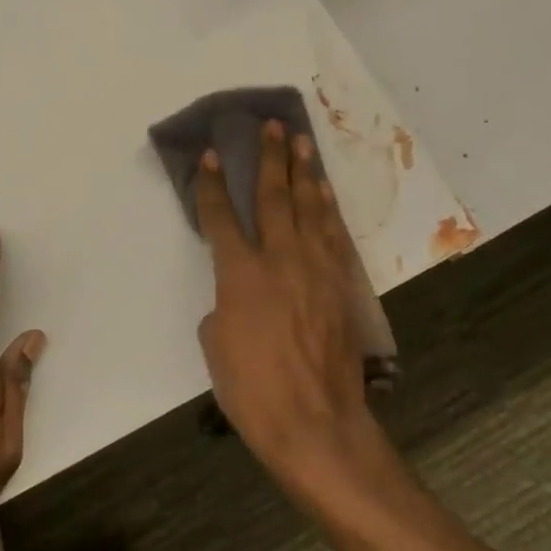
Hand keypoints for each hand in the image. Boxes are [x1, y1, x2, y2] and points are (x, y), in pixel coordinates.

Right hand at [195, 123, 380, 492]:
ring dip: (304, 173)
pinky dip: (328, 209)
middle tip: (272, 126)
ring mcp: (317, 270)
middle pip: (273, 198)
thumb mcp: (216, 345)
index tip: (209, 155)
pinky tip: (324, 193)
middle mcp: (280, 261)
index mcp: (241, 275)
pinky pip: (334, 235)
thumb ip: (222, 305)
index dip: (211, 185)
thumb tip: (236, 294)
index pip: (221, 218)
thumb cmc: (253, 390)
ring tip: (301, 143)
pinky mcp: (341, 286)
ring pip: (310, 209)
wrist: (316, 424)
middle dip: (269, 159)